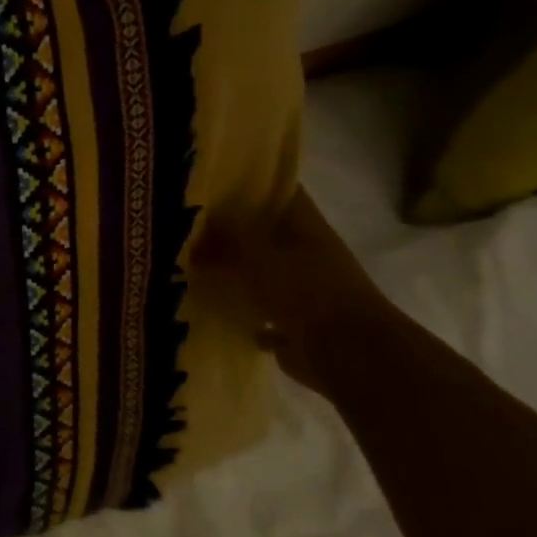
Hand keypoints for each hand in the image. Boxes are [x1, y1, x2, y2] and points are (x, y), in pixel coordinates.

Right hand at [195, 186, 390, 389]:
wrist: (346, 353)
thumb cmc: (303, 292)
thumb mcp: (257, 255)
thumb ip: (229, 234)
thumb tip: (202, 215)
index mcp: (306, 228)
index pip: (280, 192)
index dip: (250, 184)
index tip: (213, 183)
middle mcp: (309, 254)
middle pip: (268, 234)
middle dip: (233, 233)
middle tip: (190, 230)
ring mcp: (306, 290)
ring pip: (265, 273)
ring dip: (237, 273)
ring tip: (195, 269)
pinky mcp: (298, 324)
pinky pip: (265, 312)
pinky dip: (246, 312)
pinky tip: (218, 311)